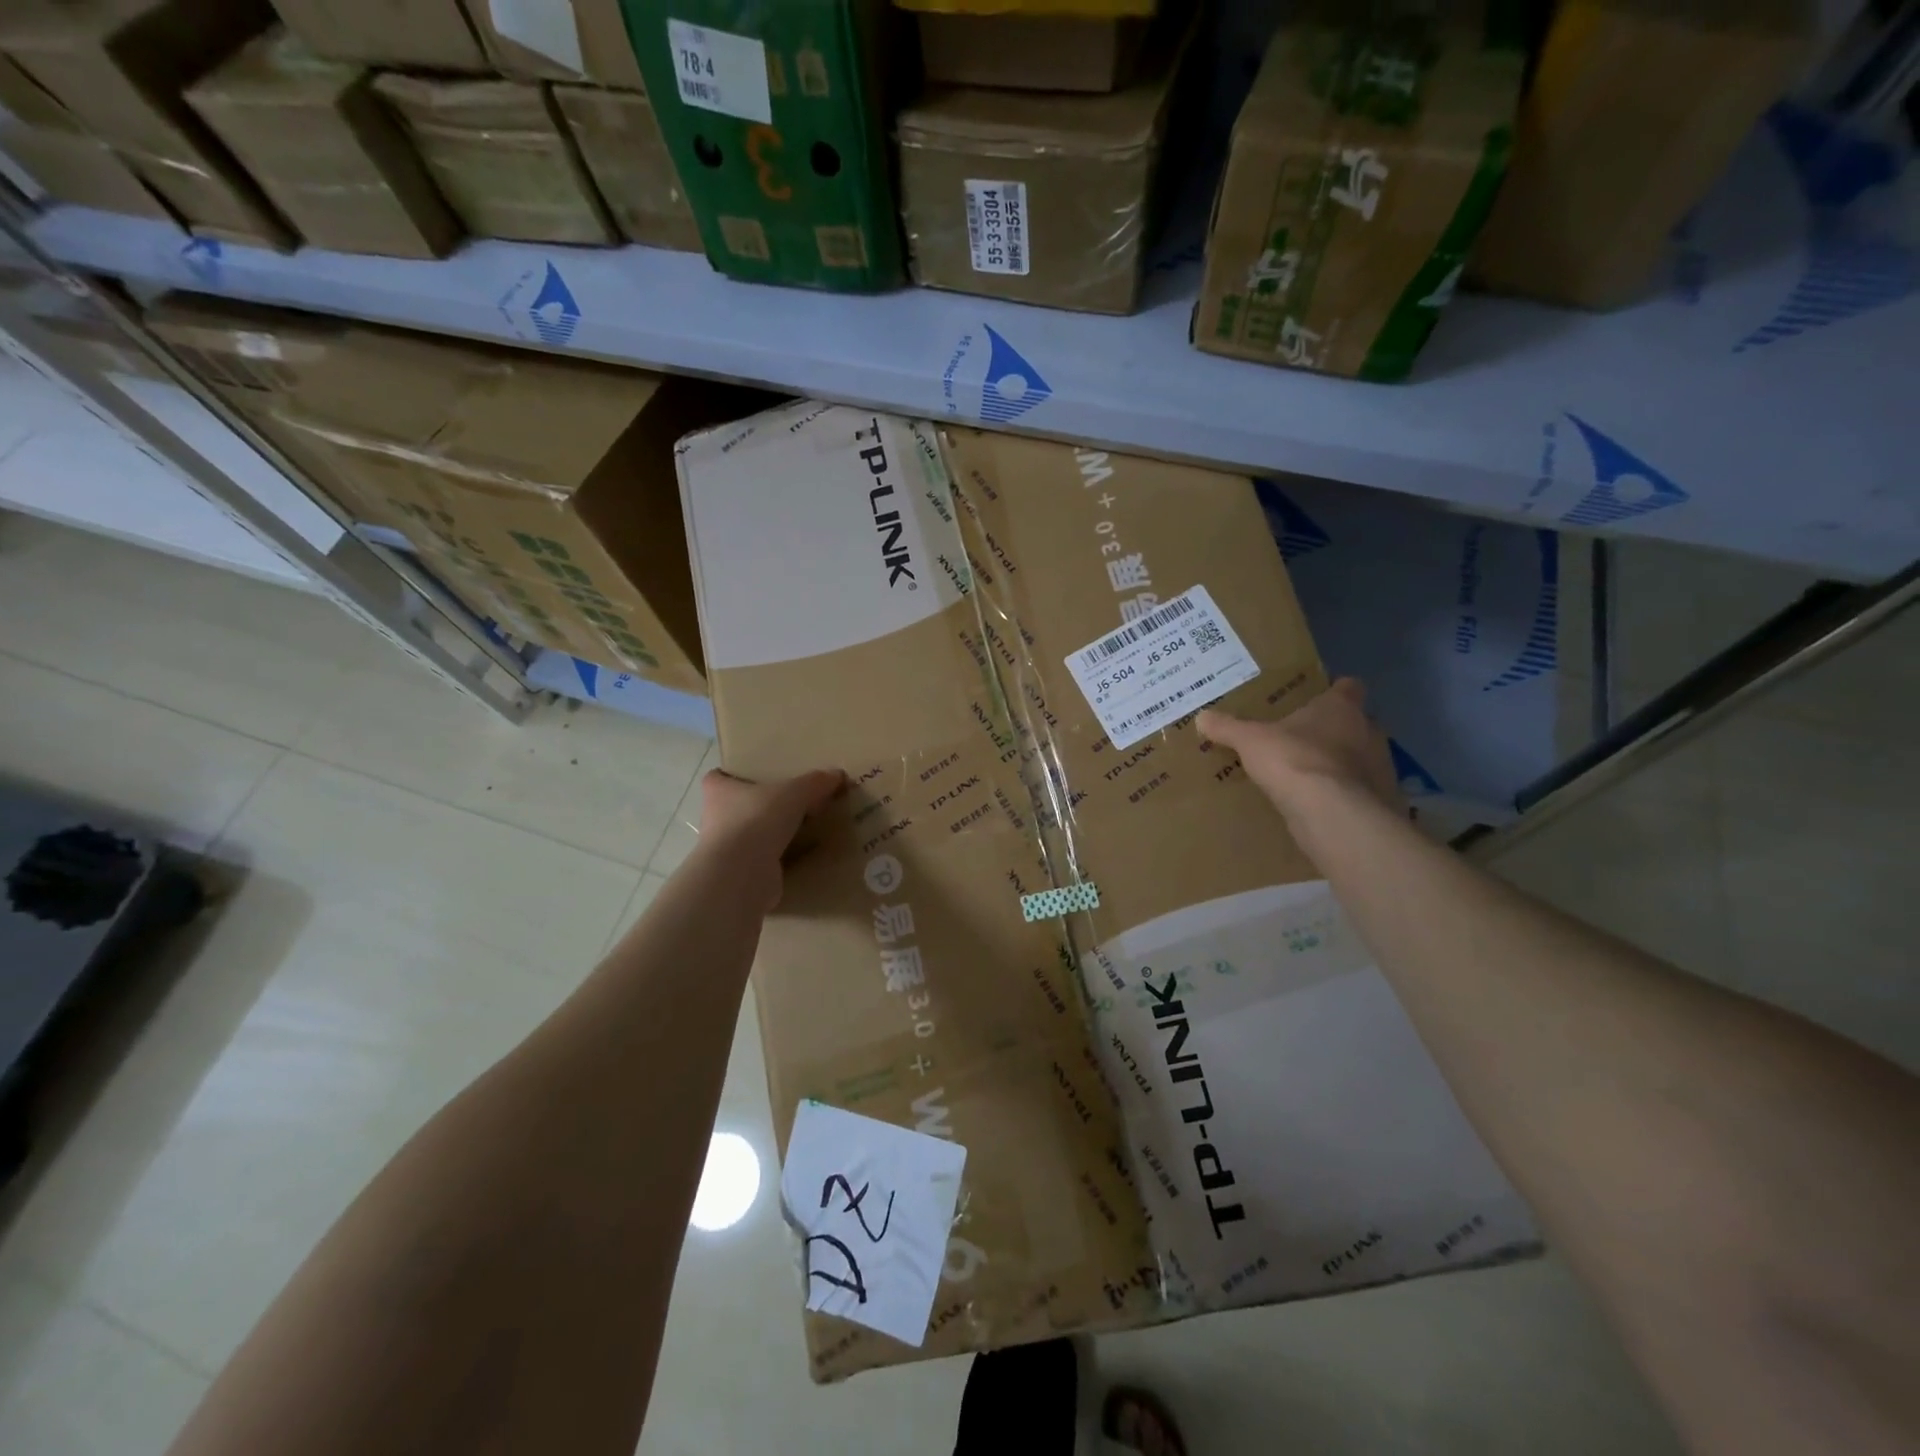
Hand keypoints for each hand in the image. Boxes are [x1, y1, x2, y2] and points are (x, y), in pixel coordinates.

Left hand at [696, 768, 845, 911]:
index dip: (733, 775)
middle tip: (789, 803)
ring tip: (801, 830)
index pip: (718, 777)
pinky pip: (763, 862)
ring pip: (750, 836)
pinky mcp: (740, 874)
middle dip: (759, 806)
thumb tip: (837, 775)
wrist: (741, 874)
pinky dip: (779, 860)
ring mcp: (726, 850)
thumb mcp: (794, 793)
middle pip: (736, 807)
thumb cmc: (757, 820)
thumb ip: (815, 783)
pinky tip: (803, 857)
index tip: (754, 776)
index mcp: (719, 791)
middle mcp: (716, 819)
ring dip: (769, 835)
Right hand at [1197, 679, 1401, 820]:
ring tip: (1308, 775)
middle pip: (1354, 723)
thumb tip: (1201, 717)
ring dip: (1340, 764)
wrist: (1332, 813)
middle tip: (1302, 739)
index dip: (1334, 691)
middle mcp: (1368, 731)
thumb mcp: (1250, 741)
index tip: (1316, 699)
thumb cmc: (1294, 760)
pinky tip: (1319, 803)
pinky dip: (1342, 794)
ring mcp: (1379, 767)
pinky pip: (1359, 791)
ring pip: (1359, 758)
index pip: (1349, 687)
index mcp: (1341, 707)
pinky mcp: (1378, 799)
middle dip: (1333, 730)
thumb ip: (1228, 728)